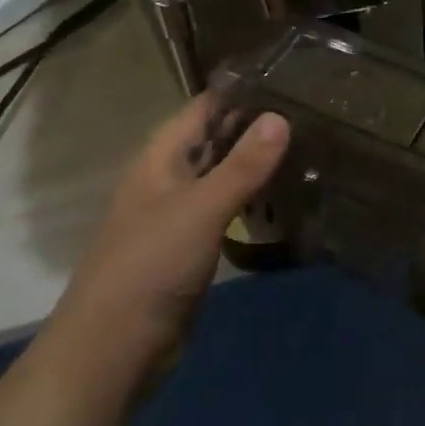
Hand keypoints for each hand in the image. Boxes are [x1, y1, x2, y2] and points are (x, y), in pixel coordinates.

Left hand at [40, 95, 289, 391]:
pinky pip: (227, 208)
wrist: (112, 351)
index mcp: (160, 160)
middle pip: (214, 139)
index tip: (288, 74)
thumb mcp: (201, 209)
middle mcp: (169, 180)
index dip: (240, 90)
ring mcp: (180, 214)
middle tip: (312, 107)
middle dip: (254, 123)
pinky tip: (285, 193)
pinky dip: (253, 196)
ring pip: (223, 174)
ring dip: (256, 160)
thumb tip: (281, 117)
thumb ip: (243, 165)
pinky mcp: (192, 246)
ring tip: (309, 141)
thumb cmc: (150, 267)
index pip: (203, 108)